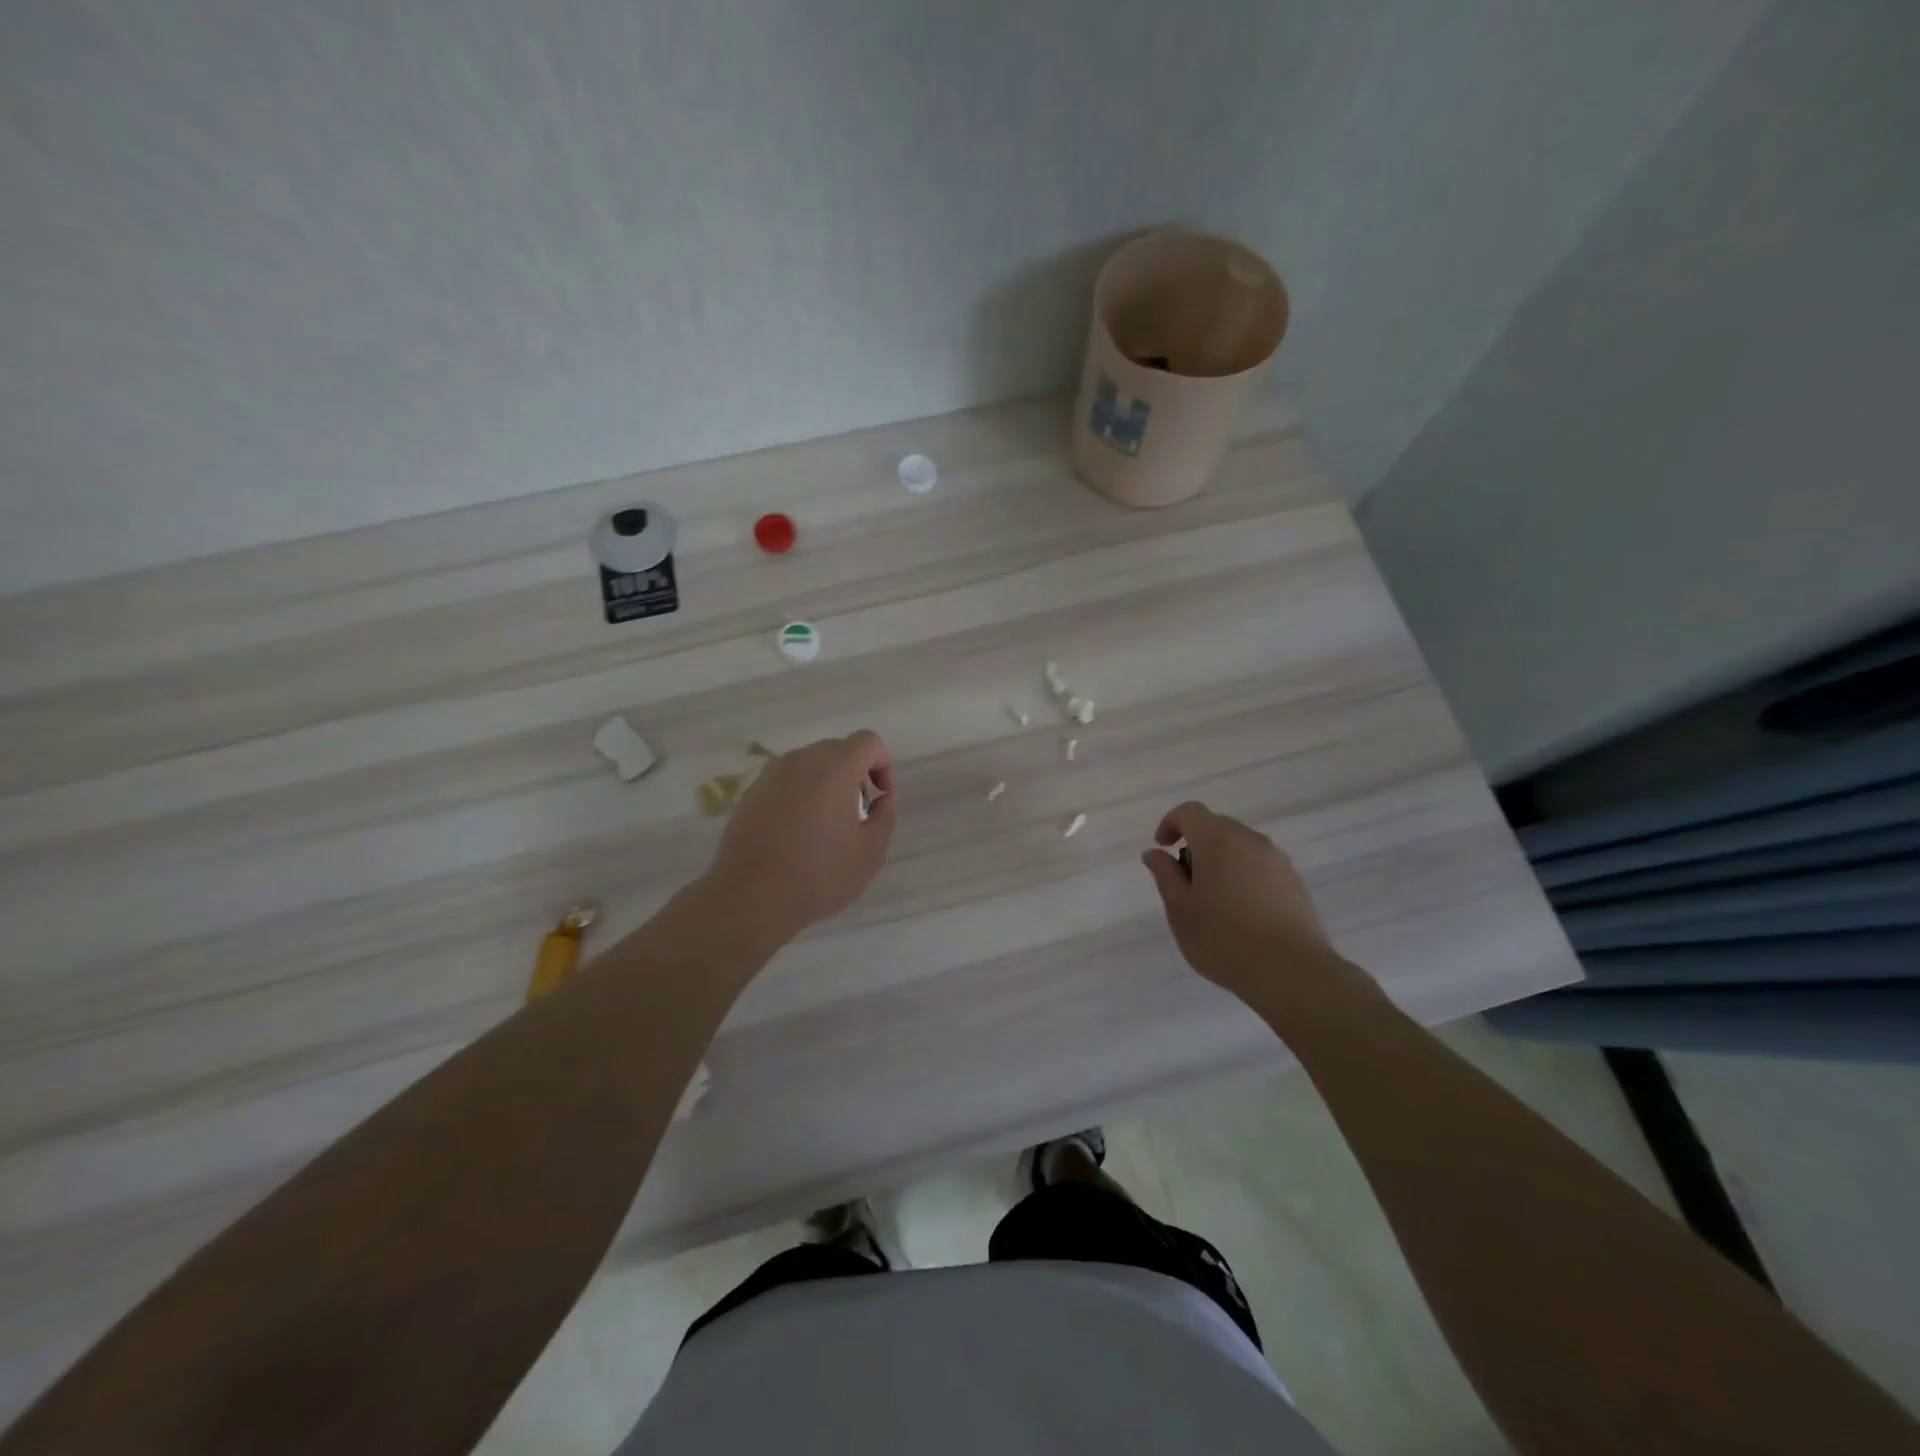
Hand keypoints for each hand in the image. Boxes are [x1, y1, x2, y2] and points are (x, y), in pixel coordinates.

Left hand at [701, 730, 896, 946]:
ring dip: (826, 782)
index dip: (883, 764)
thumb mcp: (870, 852)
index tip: (881, 797)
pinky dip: (799, 794)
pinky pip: (785, 781)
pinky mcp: (751, 793)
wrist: (750, 897)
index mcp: (834, 768)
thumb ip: (886, 816)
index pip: (868, 741)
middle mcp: (801, 760)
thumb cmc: (818, 875)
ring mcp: (771, 775)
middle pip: (837, 749)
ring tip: (825, 823)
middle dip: (855, 773)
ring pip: (809, 764)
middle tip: (857, 811)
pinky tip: (796, 831)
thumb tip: (882, 799)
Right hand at [1141, 801, 1358, 1011]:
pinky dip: (1243, 875)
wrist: (1292, 972)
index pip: (1190, 812)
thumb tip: (1155, 853)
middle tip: (1184, 881)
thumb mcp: (1180, 910)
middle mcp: (1250, 840)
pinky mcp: (1294, 881)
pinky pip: (1260, 865)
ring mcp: (1277, 859)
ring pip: (1240, 846)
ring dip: (1221, 860)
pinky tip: (1242, 912)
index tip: (1162, 848)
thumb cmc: (1224, 940)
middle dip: (1195, 844)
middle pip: (1216, 826)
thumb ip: (1165, 875)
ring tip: (1214, 901)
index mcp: (1218, 840)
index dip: (1171, 823)